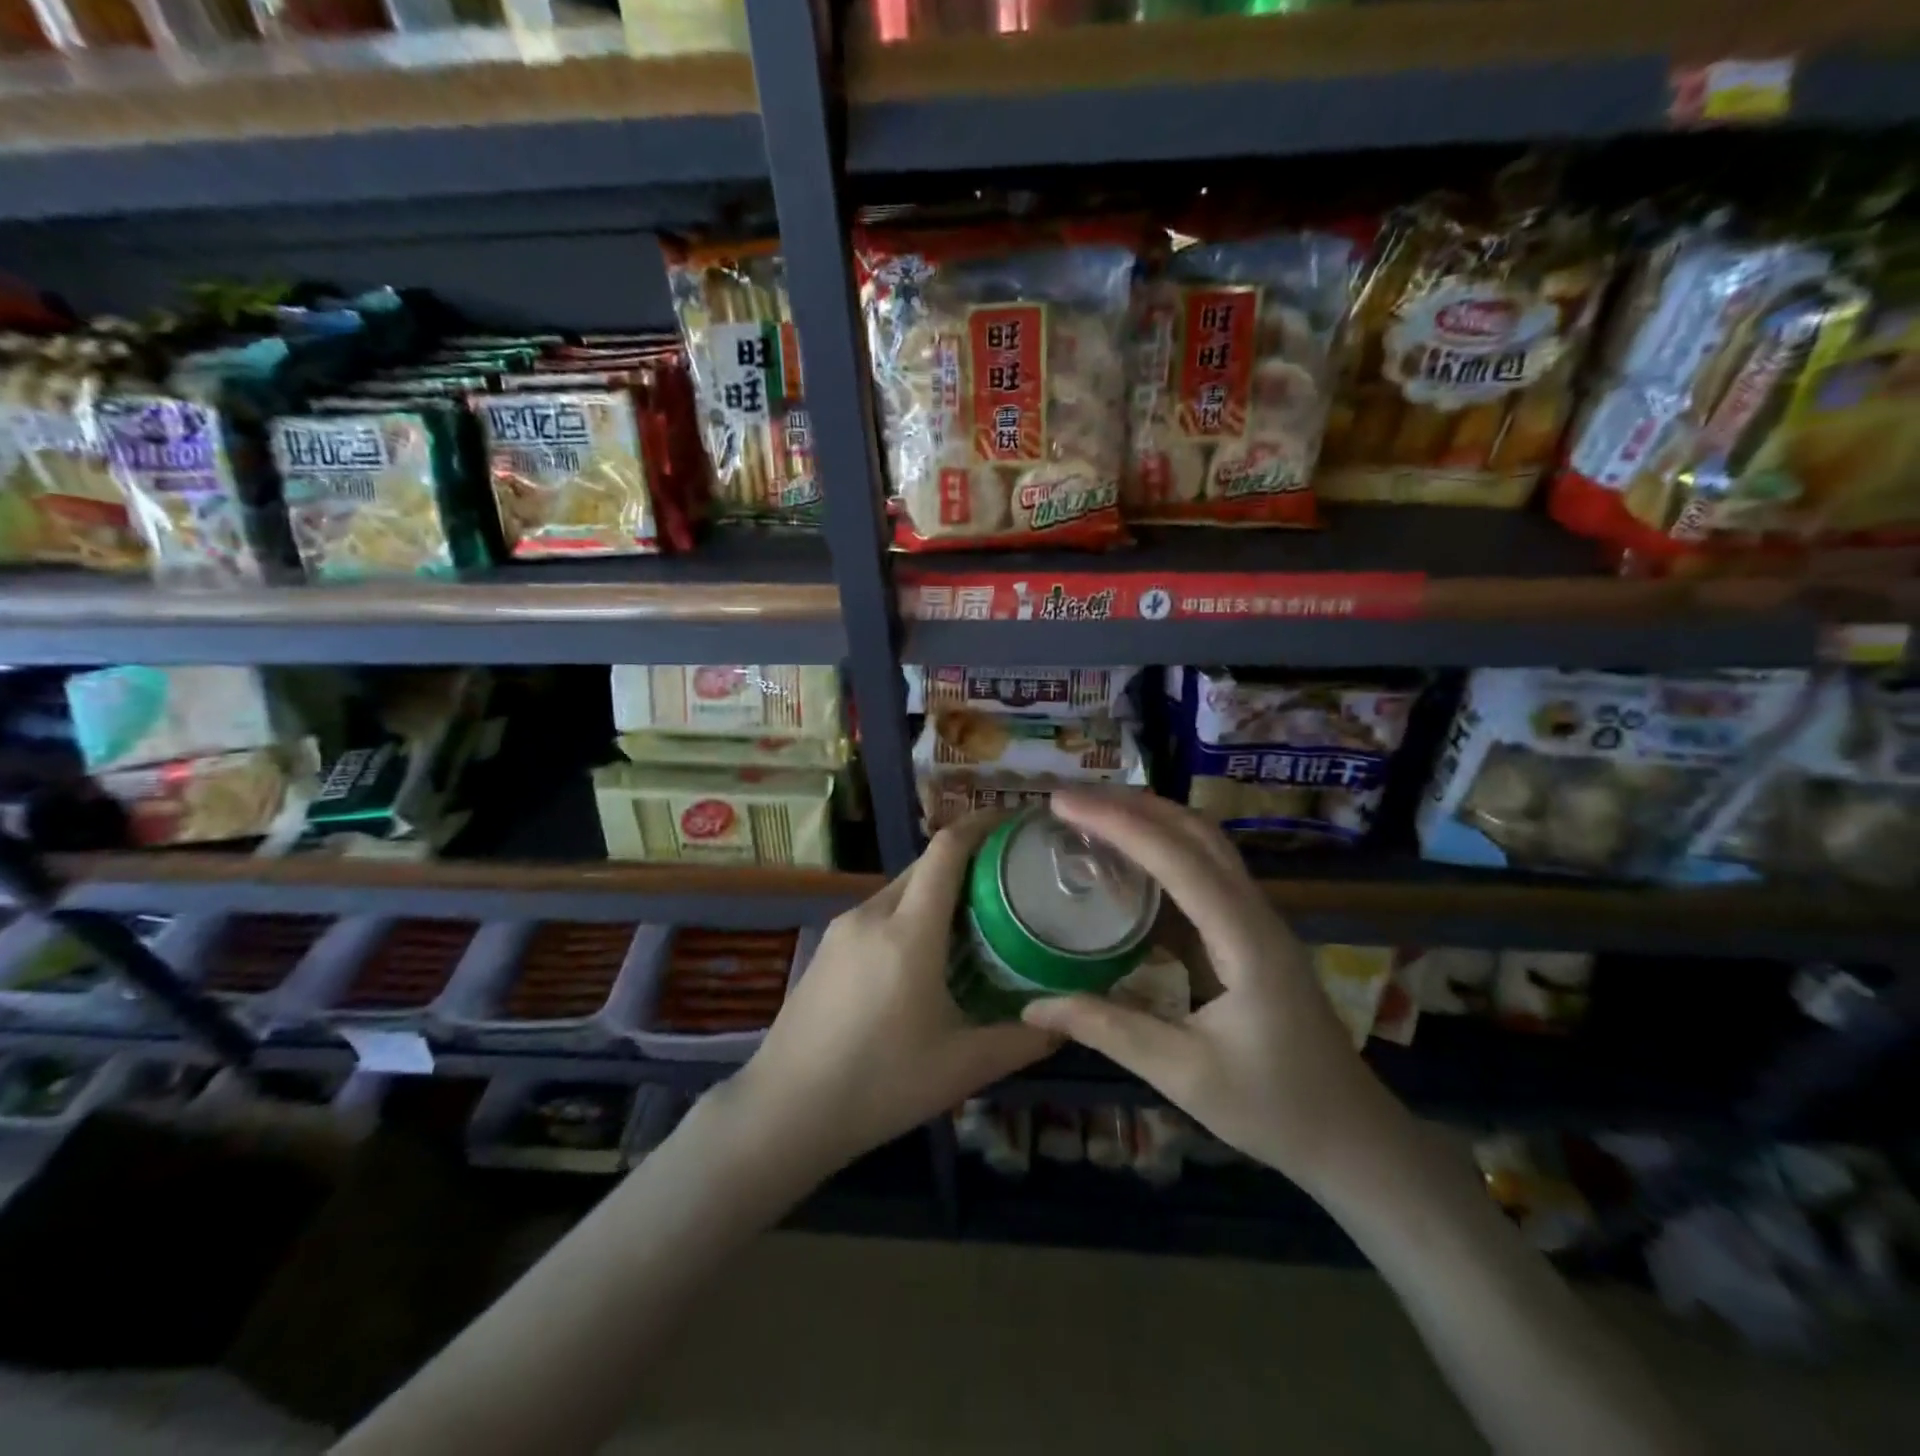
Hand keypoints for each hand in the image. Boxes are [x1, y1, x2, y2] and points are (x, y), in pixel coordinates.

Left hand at [731, 812, 1056, 1175]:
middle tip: (1008, 880)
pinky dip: (909, 914)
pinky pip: (877, 912)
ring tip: (973, 918)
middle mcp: (872, 914)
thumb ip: (1021, 1040)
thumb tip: (1065, 1023)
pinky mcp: (825, 948)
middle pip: (924, 865)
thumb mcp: (962, 1068)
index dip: (980, 825)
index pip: (946, 850)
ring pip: (899, 889)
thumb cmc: (879, 1086)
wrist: (783, 1112)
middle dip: (966, 860)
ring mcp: (841, 929)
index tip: (1012, 821)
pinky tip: (923, 954)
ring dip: (936, 891)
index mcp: (908, 931)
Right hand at [1021, 790, 1416, 1194]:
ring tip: (1091, 815)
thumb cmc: (1274, 1107)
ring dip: (1149, 820)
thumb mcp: (1184, 1074)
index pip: (1177, 859)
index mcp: (1245, 940)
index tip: (1063, 804)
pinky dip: (1161, 852)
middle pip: (1196, 832)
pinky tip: (1126, 865)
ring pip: (1204, 844)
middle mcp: (1255, 913)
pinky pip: (1204, 873)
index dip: (1118, 823)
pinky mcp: (1249, 932)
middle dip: (1131, 805)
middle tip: (1069, 800)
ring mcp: (1257, 919)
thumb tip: (1033, 1007)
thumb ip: (1109, 1030)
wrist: (1351, 1136)